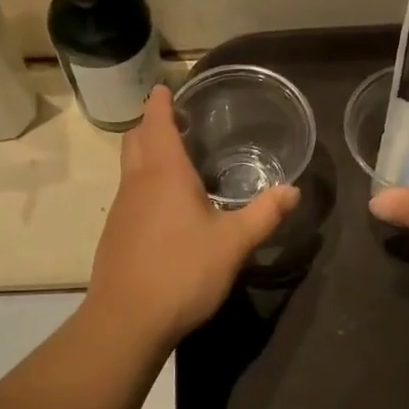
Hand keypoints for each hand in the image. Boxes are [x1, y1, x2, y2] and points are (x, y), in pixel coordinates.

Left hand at [86, 86, 299, 348]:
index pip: (156, 122)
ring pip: (130, 167)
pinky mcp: (116, 234)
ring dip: (147, 155)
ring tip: (179, 161)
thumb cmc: (182, 272)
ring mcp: (121, 209)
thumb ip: (264, 215)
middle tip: (179, 123)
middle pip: (135, 139)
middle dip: (152, 125)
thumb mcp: (233, 244)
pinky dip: (145, 184)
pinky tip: (168, 208)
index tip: (166, 88)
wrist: (127, 321)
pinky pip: (130, 194)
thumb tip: (293, 190)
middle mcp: (136, 183)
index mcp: (164, 173)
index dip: (160, 102)